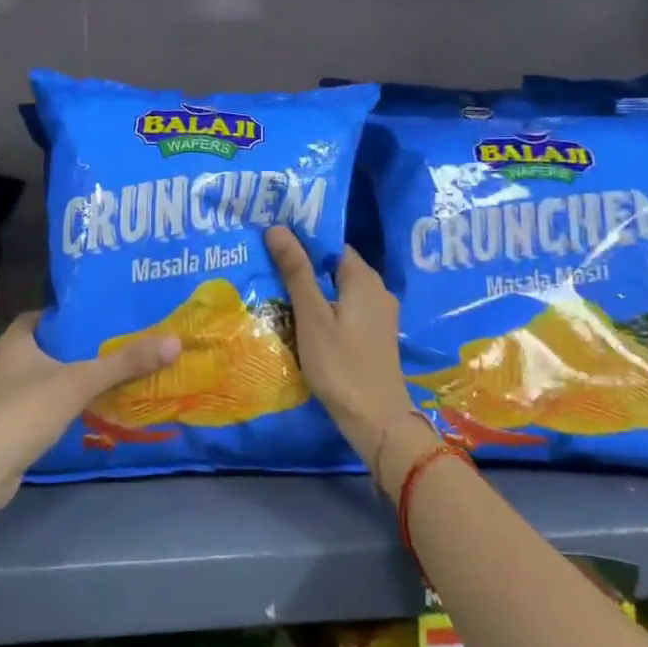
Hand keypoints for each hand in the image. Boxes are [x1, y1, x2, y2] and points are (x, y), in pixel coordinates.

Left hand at [0, 312, 178, 506]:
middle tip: (109, 347)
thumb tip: (173, 341)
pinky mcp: (3, 426)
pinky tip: (80, 413)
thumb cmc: (26, 411)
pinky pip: (34, 406)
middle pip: (41, 347)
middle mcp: (2, 363)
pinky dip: (55, 406)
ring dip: (63, 379)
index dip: (65, 316)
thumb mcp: (81, 382)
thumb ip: (124, 363)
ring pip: (38, 378)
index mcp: (14, 342)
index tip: (96, 319)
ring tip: (101, 379)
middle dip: (71, 349)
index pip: (39, 316)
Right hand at [264, 226, 419, 465]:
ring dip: (313, 288)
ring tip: (277, 289)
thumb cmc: (341, 364)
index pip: (331, 244)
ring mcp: (379, 314)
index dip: (304, 239)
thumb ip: (296, 271)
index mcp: (363, 278)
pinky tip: (301, 318)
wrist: (376, 419)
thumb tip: (277, 227)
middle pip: (335, 266)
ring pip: (339, 289)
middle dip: (304, 264)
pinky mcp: (374, 336)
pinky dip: (325, 308)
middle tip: (268, 263)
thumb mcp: (312, 316)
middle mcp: (377, 290)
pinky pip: (345, 309)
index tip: (273, 241)